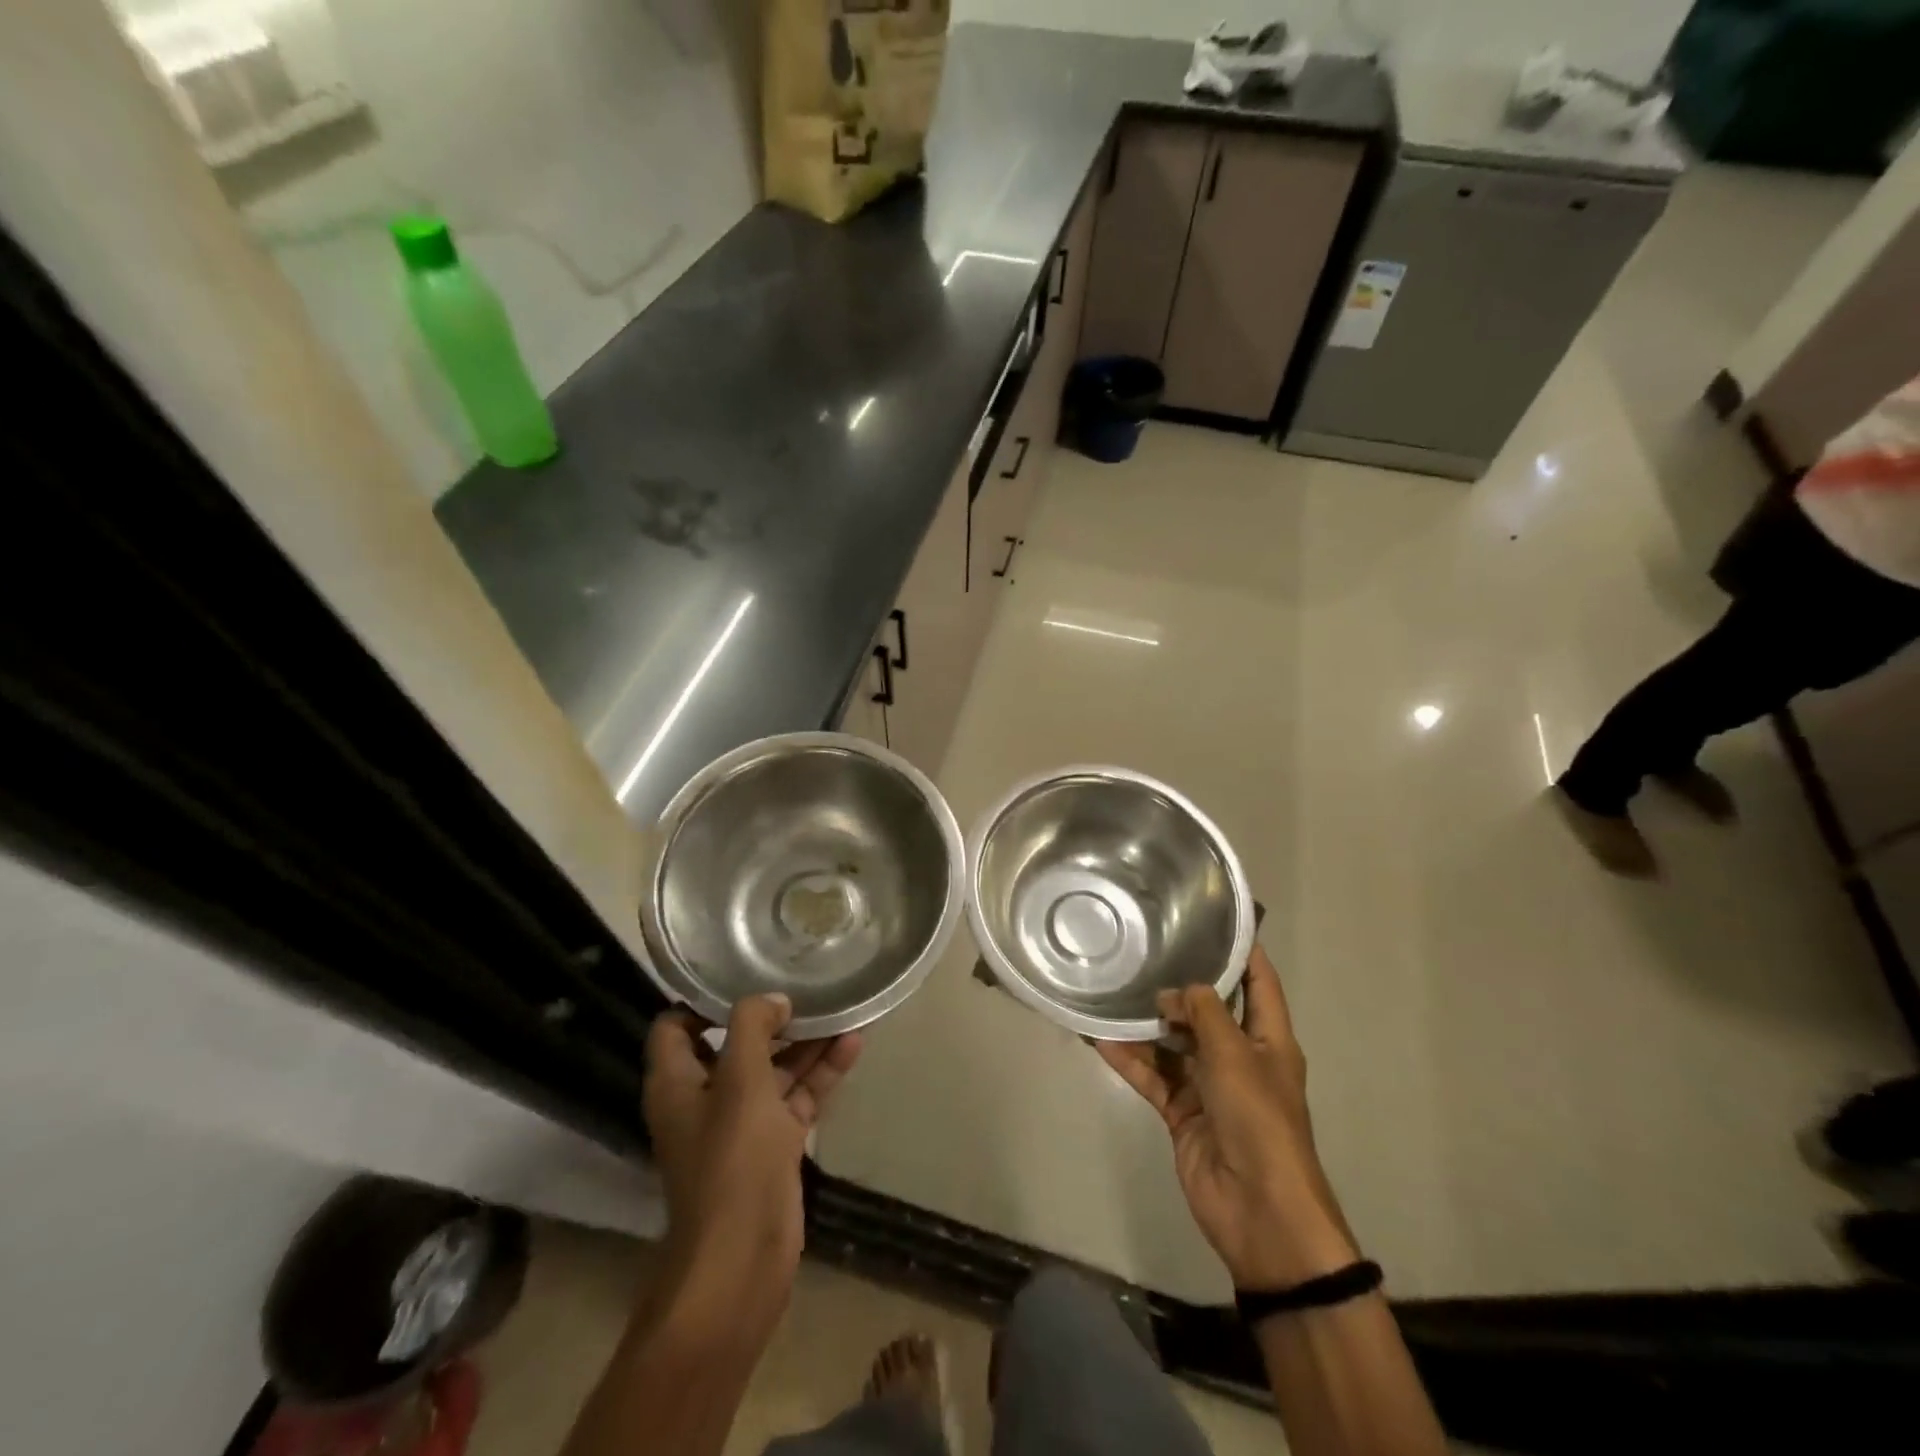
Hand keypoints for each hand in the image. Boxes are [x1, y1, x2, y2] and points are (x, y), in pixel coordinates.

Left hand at [642, 995, 861, 1317]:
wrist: (743, 1257)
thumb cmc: (732, 1159)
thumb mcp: (741, 1080)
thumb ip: (753, 1027)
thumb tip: (774, 1000)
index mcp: (677, 1082)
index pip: (676, 1026)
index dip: (705, 1000)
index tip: (746, 975)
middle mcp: (704, 1098)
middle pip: (734, 1043)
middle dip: (770, 1016)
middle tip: (806, 985)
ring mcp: (741, 1123)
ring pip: (773, 1069)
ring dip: (804, 1041)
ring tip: (842, 1006)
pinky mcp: (773, 1144)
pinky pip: (797, 1096)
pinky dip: (820, 1073)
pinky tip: (853, 1044)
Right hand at [1097, 945, 1357, 1289]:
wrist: (1259, 1210)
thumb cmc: (1259, 1119)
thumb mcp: (1234, 1054)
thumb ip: (1202, 1012)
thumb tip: (1172, 992)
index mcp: (1268, 1039)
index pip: (1258, 981)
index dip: (1241, 950)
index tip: (1211, 918)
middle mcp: (1238, 1057)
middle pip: (1206, 1010)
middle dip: (1177, 985)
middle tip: (1141, 950)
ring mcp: (1208, 1085)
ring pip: (1172, 1043)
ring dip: (1144, 1024)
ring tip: (1110, 990)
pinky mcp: (1182, 1111)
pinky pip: (1152, 1076)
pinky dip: (1129, 1059)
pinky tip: (1099, 1038)